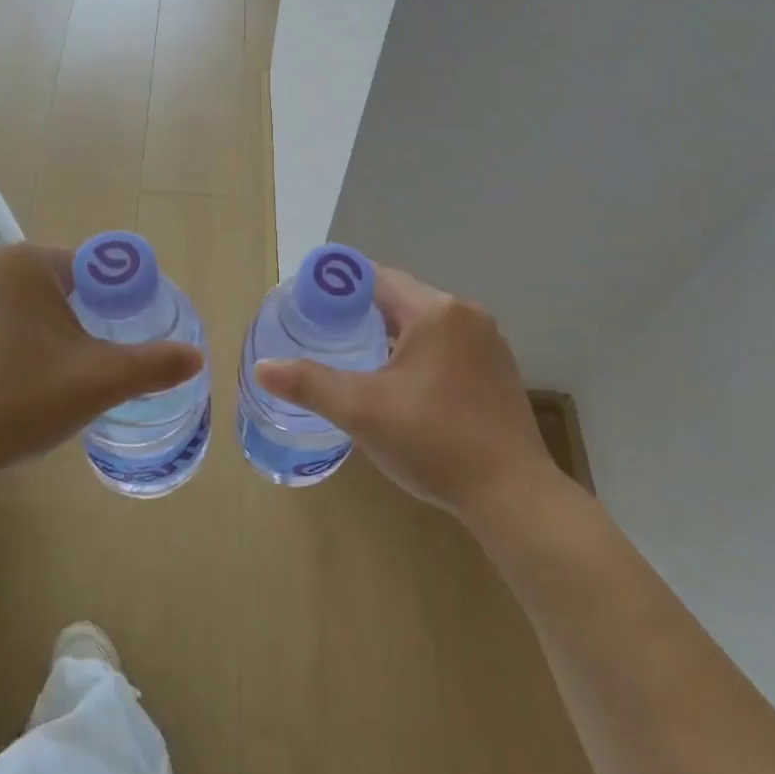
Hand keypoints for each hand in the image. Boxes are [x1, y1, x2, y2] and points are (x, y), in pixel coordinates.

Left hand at [0, 244, 201, 494]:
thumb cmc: (22, 399)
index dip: (99, 304)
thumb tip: (197, 357)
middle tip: (66, 369)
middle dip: (57, 320)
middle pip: (37, 286)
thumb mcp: (101, 381)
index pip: (79, 269)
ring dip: (17, 332)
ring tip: (24, 383)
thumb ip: (154, 364)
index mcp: (23, 262)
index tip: (99, 344)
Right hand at [254, 266, 572, 521]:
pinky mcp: (498, 369)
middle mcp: (466, 315)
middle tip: (324, 337)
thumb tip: (263, 367)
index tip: (308, 307)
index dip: (338, 288)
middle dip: (361, 313)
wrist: (512, 495)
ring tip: (356, 360)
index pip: (377, 278)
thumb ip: (310, 383)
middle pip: (401, 298)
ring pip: (424, 323)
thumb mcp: (362, 411)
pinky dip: (418, 352)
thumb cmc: (433, 442)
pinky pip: (446, 345)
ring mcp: (488, 342)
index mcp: (435, 311)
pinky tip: (401, 385)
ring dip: (390, 334)